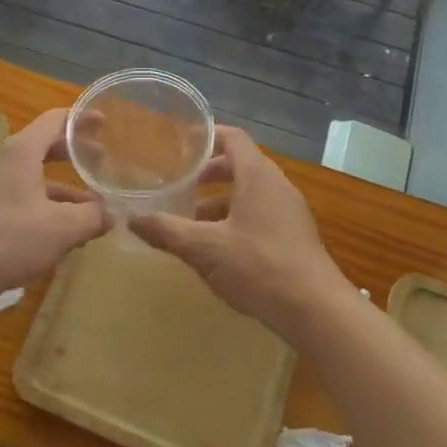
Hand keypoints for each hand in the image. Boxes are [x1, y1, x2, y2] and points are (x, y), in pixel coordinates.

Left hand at [0, 108, 106, 300]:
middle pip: (48, 147)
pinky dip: (53, 208)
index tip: (106, 123)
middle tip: (105, 161)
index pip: (56, 120)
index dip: (82, 119)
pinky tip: (70, 232)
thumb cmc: (9, 238)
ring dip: (69, 188)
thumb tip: (113, 213)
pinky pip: (30, 200)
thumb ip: (93, 216)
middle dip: (77, 153)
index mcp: (24, 152)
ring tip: (97, 206)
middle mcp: (9, 162)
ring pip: (40, 178)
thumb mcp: (62, 228)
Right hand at [131, 126, 352, 337]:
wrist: (316, 309)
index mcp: (258, 175)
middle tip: (180, 184)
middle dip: (208, 173)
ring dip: (220, 200)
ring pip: (249, 192)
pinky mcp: (294, 235)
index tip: (179, 145)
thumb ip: (167, 231)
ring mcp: (289, 211)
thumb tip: (131, 218)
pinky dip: (236, 218)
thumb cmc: (259, 266)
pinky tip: (218, 247)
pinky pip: (260, 213)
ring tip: (191, 220)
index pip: (232, 137)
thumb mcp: (204, 249)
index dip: (206, 136)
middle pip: (240, 164)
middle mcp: (276, 185)